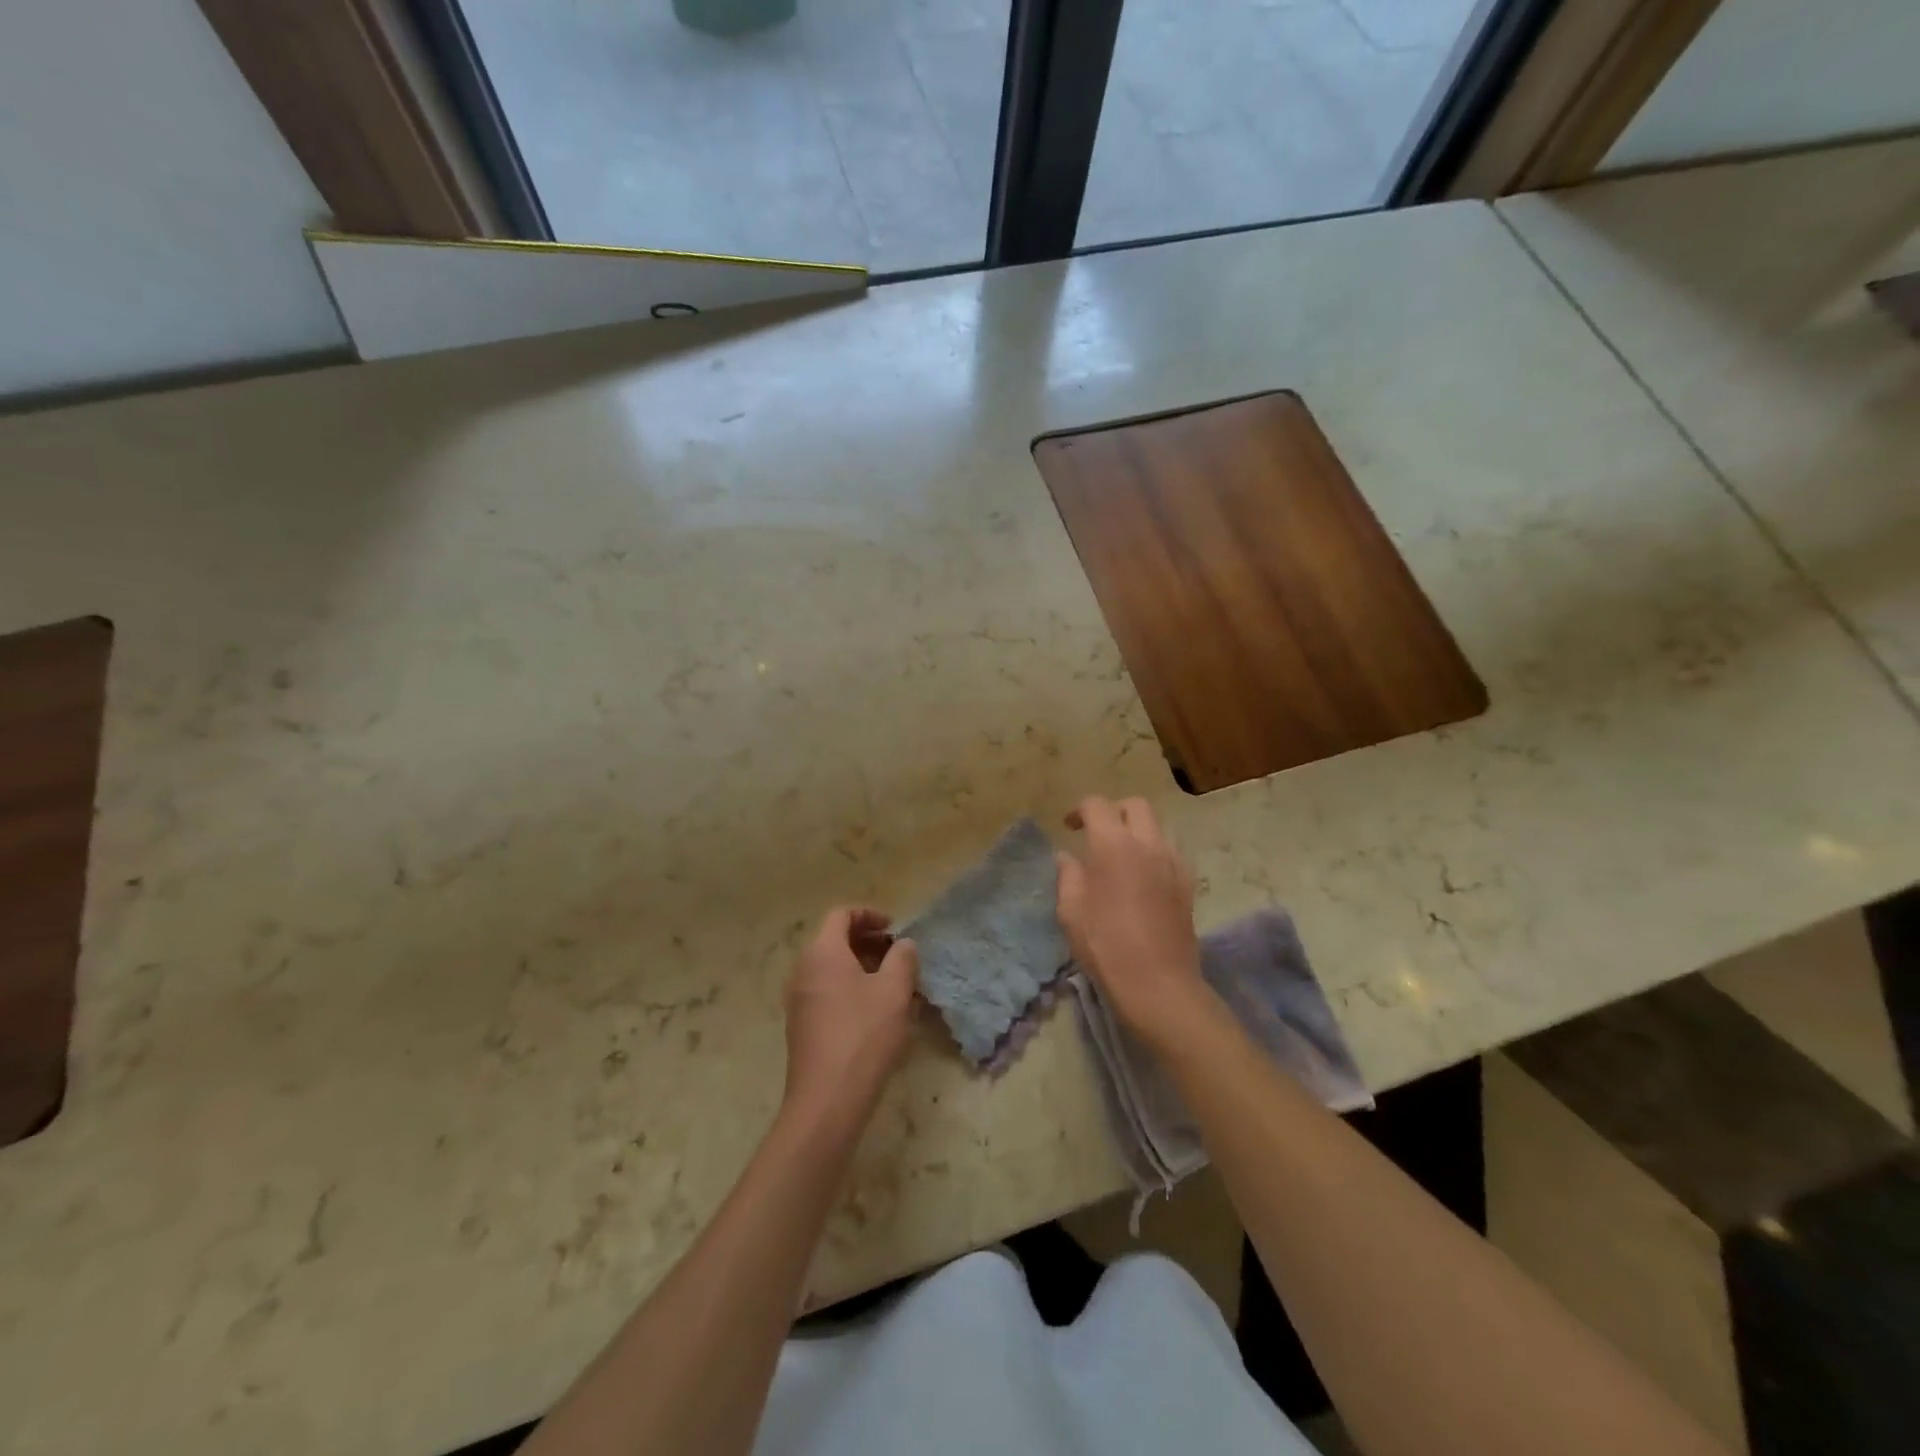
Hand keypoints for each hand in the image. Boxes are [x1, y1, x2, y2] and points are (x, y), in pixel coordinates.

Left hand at [782, 908, 918, 1120]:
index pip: (842, 915)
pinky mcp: (802, 1026)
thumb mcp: (894, 991)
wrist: (827, 1100)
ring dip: (862, 968)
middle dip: (868, 942)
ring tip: (893, 985)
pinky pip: (827, 992)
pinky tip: (876, 1013)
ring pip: (832, 969)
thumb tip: (903, 944)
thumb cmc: (863, 1035)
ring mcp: (799, 1000)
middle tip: (898, 956)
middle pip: (834, 940)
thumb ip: (903, 958)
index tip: (895, 929)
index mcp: (822, 952)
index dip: (870, 915)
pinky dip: (850, 989)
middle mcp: (803, 970)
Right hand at [1056, 797, 1210, 1044]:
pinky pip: (1171, 851)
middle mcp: (1147, 843)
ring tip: (1122, 855)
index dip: (1079, 811)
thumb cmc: (1105, 945)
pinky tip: (1143, 877)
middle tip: (1098, 834)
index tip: (1070, 828)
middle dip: (1114, 812)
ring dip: (1137, 831)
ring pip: (1157, 826)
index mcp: (1113, 844)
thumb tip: (1068, 857)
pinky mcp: (1188, 883)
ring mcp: (1173, 861)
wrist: (1158, 983)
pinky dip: (1154, 851)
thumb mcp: (1071, 911)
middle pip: (1135, 806)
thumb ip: (1068, 876)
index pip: (1097, 805)